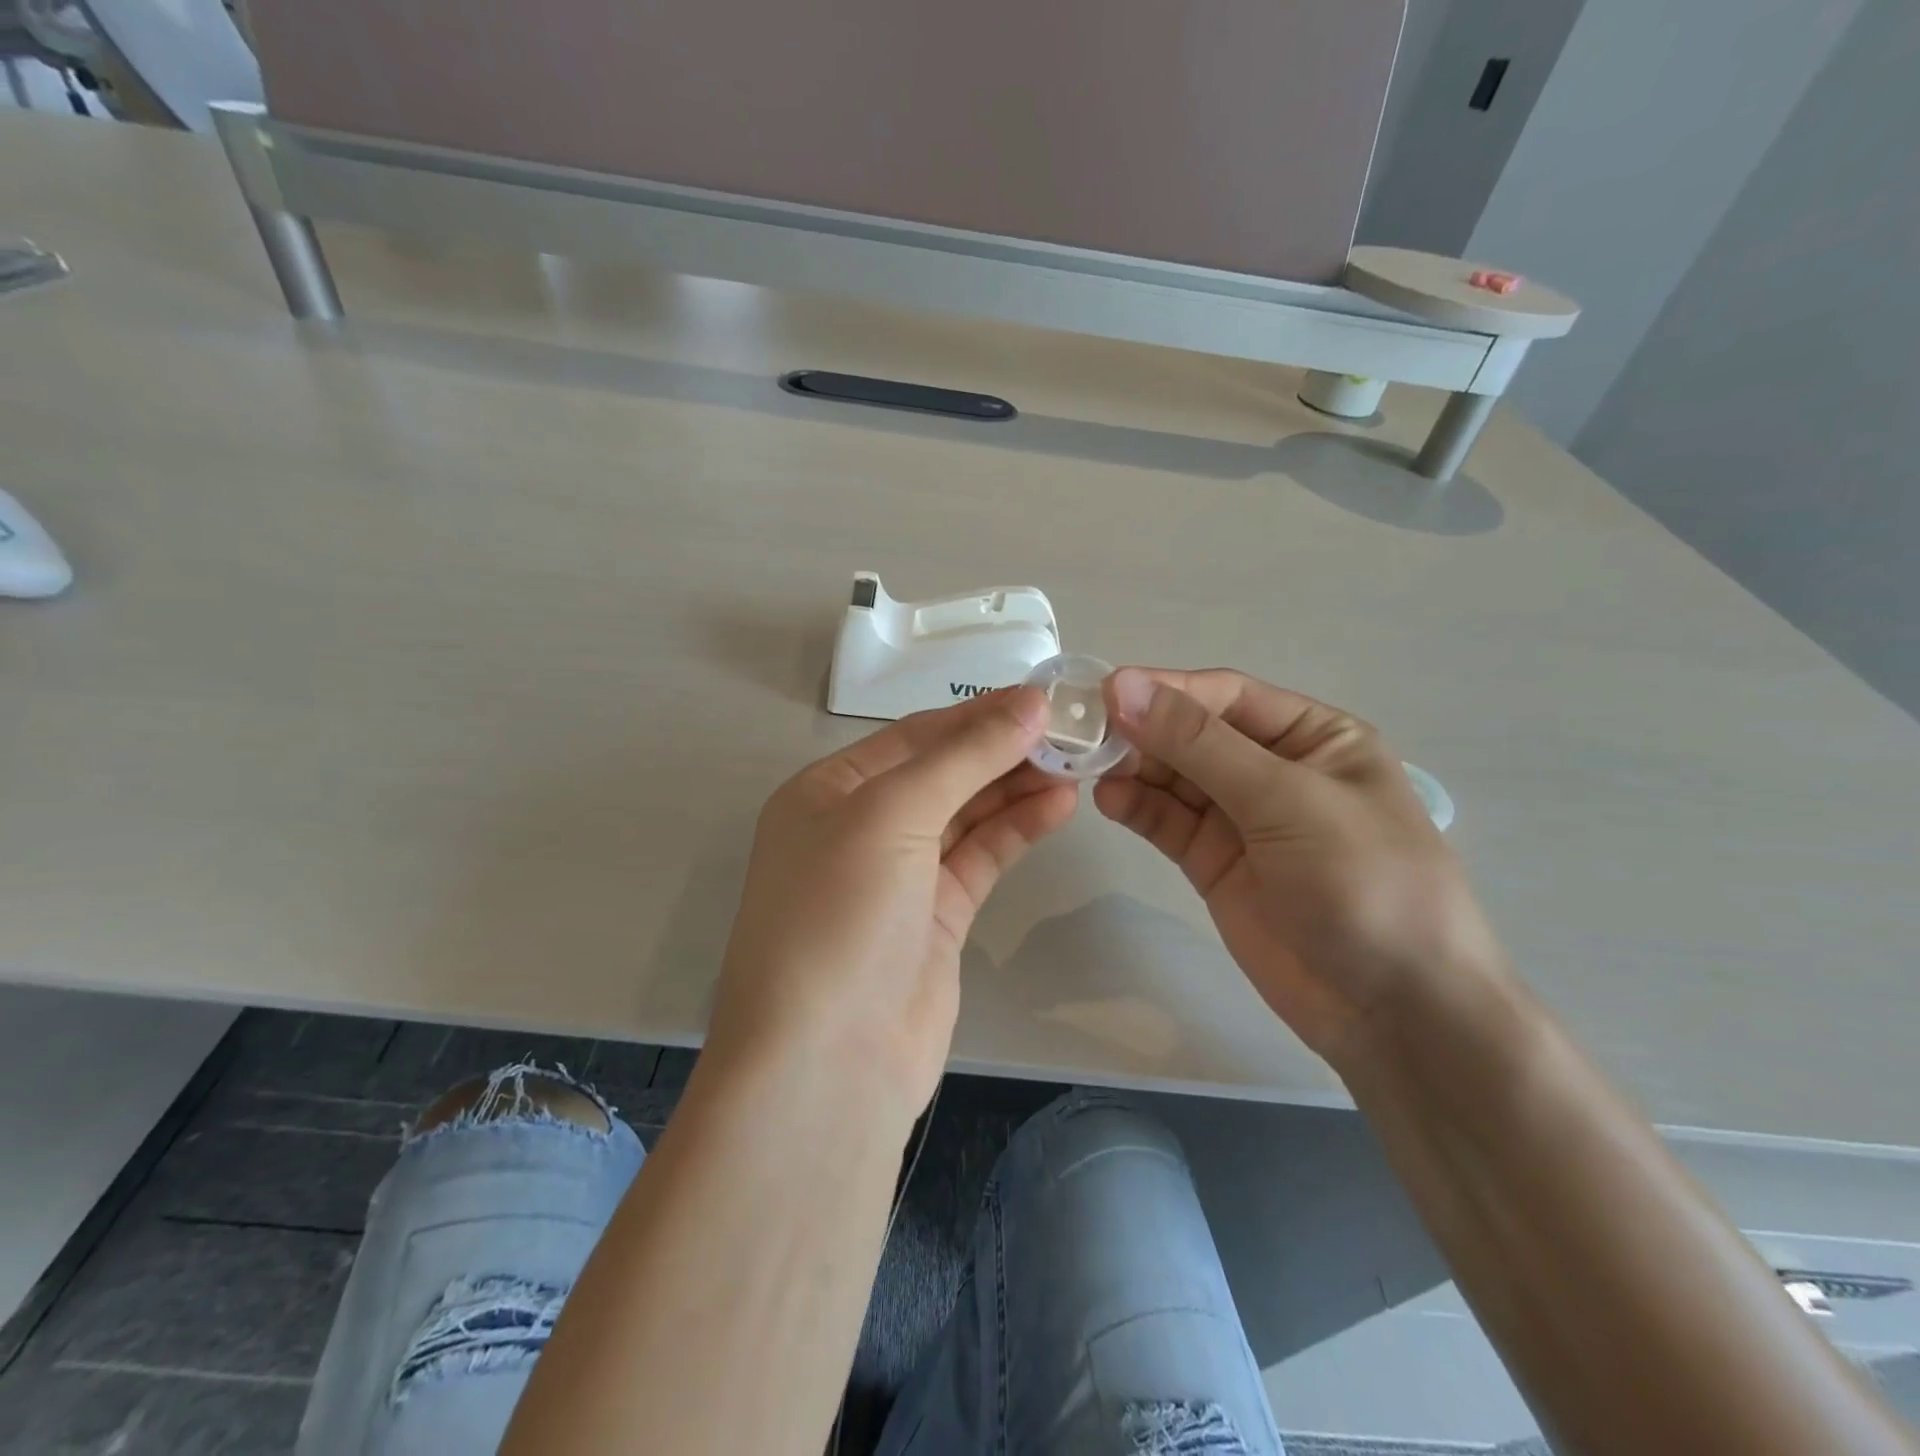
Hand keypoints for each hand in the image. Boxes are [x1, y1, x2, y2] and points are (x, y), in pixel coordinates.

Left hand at [709, 688, 1077, 1121]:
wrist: (829, 1065)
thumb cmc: (841, 916)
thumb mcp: (892, 815)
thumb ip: (964, 757)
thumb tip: (1029, 702)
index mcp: (828, 792)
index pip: (913, 737)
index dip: (977, 715)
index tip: (1042, 697)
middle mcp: (859, 828)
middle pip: (943, 773)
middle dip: (1002, 750)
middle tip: (1071, 730)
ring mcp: (899, 877)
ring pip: (966, 815)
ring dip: (1016, 787)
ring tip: (1076, 762)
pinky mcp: (935, 918)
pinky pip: (980, 858)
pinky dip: (1016, 830)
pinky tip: (1059, 804)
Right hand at [1094, 668, 1506, 1068]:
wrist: (1393, 1012)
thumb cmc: (1363, 883)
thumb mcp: (1286, 799)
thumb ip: (1200, 744)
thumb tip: (1124, 685)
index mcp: (1313, 737)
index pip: (1225, 696)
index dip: (1166, 690)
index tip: (1105, 693)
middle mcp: (1273, 769)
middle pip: (1192, 735)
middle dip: (1143, 731)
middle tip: (1085, 735)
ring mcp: (1241, 819)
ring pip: (1173, 778)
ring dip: (1133, 769)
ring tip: (1090, 769)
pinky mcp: (1213, 862)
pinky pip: (1168, 822)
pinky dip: (1137, 808)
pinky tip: (1109, 801)